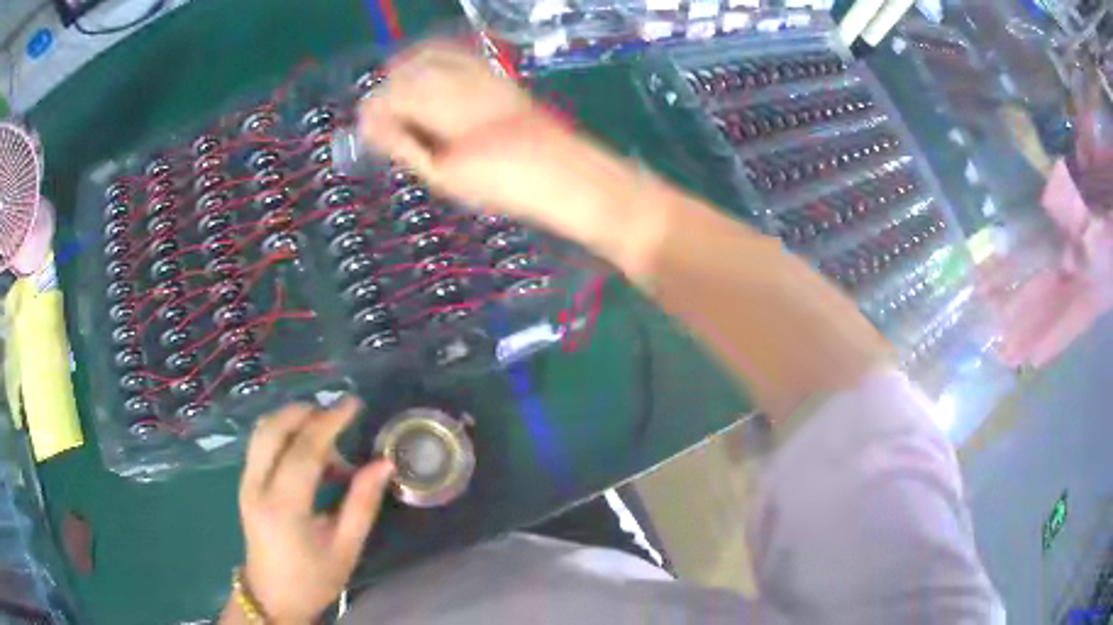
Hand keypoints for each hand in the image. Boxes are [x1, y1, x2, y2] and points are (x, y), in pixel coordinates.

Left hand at [229, 398, 393, 623]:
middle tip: (338, 420)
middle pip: (273, 428)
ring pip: (263, 431)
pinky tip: (309, 455)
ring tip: (327, 441)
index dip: (330, 422)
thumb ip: (362, 504)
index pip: (304, 450)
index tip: (353, 404)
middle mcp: (257, 486)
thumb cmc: (313, 579)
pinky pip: (262, 443)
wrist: (271, 597)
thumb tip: (383, 464)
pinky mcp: (245, 482)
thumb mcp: (346, 548)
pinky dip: (285, 435)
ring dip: (294, 422)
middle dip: (306, 413)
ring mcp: (246, 482)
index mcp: (283, 507)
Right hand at [358, 41, 646, 250]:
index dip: (372, 110)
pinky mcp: (500, 77)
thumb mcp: (448, 178)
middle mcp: (463, 83)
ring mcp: (484, 76)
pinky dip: (434, 60)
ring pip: (432, 58)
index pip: (394, 96)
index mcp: (447, 109)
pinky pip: (459, 57)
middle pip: (410, 72)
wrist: (570, 177)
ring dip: (406, 72)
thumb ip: (408, 147)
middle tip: (374, 118)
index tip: (361, 128)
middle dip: (385, 91)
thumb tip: (376, 130)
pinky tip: (425, 73)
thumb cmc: (509, 187)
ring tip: (393, 96)